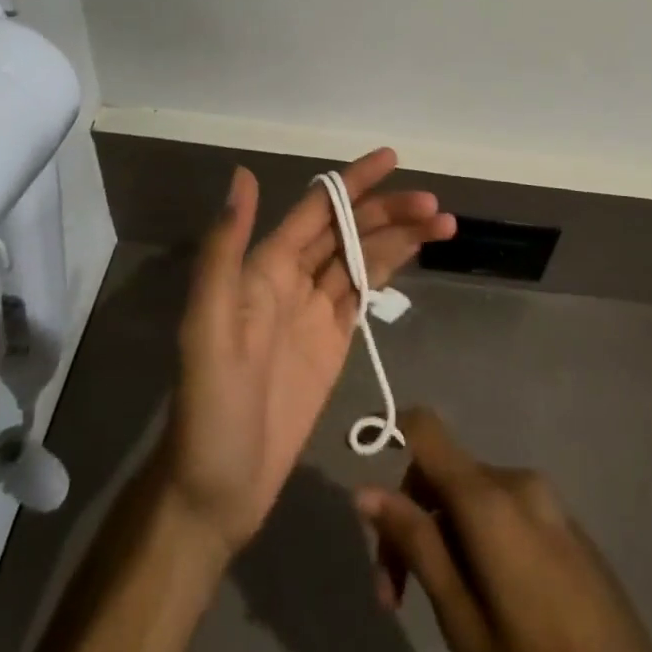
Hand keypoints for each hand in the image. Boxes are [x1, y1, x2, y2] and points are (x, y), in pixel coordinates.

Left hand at [161, 149, 454, 553]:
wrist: (216, 492)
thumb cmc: (210, 408)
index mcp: (264, 268)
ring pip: (362, 258)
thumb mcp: (208, 325)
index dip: (353, 183)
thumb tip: (242, 175)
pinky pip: (363, 293)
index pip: (317, 209)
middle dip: (389, 212)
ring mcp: (314, 312)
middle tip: (434, 207)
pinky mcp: (332, 344)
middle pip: (348, 231)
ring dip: (399, 238)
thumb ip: (225, 249)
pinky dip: (390, 270)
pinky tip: (414, 255)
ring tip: (443, 224)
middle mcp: (291, 279)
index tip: (393, 158)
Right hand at [357, 409, 651, 651]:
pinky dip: (479, 538)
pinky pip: (505, 509)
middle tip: (395, 599)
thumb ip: (417, 546)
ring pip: (472, 495)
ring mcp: (547, 499)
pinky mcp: (565, 522)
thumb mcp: (465, 621)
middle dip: (413, 521)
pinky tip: (486, 598)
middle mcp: (517, 481)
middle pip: (444, 473)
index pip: (425, 429)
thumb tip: (366, 491)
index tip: (370, 504)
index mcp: (490, 498)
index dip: (389, 440)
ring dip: (445, 535)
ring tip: (442, 607)